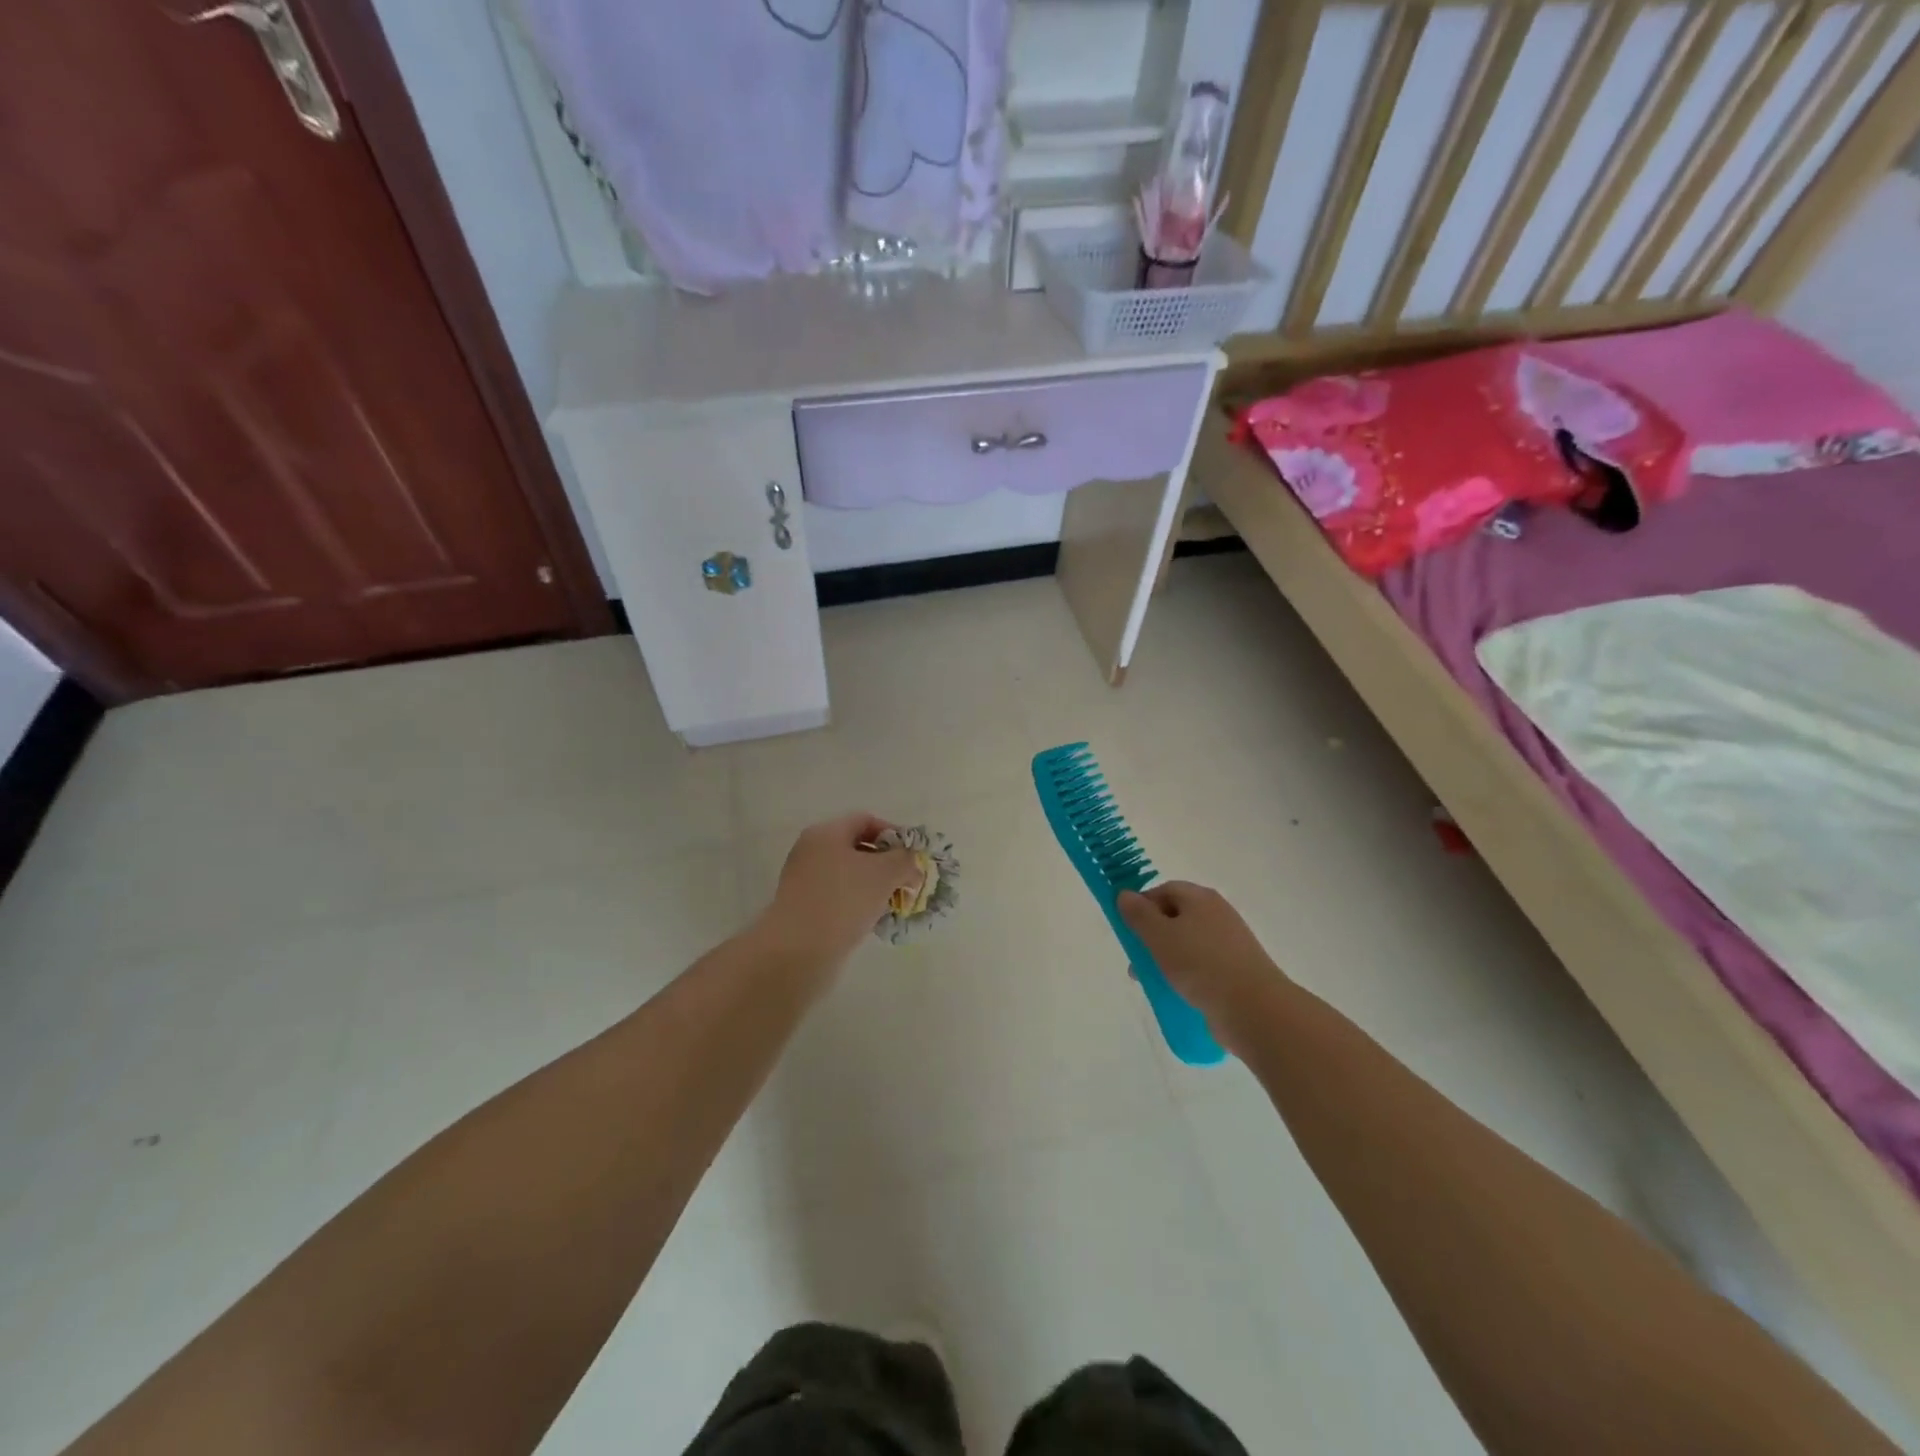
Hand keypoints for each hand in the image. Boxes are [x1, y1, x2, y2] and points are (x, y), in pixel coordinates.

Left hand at [757, 812, 923, 964]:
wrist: (798, 950)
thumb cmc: (844, 900)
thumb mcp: (885, 873)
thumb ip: (905, 860)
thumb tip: (911, 862)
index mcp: (826, 833)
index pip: (866, 820)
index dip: (894, 834)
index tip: (913, 857)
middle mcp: (811, 851)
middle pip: (857, 848)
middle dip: (887, 864)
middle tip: (907, 883)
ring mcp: (804, 880)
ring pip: (849, 876)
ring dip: (874, 887)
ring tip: (894, 905)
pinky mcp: (803, 908)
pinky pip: (838, 897)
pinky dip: (858, 905)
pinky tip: (873, 921)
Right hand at [1118, 881, 1286, 1047]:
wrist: (1254, 1008)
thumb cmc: (1200, 964)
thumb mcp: (1159, 936)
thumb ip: (1138, 914)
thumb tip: (1125, 894)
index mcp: (1200, 898)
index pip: (1164, 890)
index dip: (1142, 906)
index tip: (1129, 931)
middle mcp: (1217, 914)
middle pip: (1175, 917)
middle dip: (1152, 937)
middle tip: (1137, 962)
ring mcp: (1230, 943)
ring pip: (1187, 944)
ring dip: (1166, 959)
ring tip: (1153, 983)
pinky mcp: (1237, 970)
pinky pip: (1203, 966)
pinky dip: (1187, 975)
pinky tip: (1178, 993)